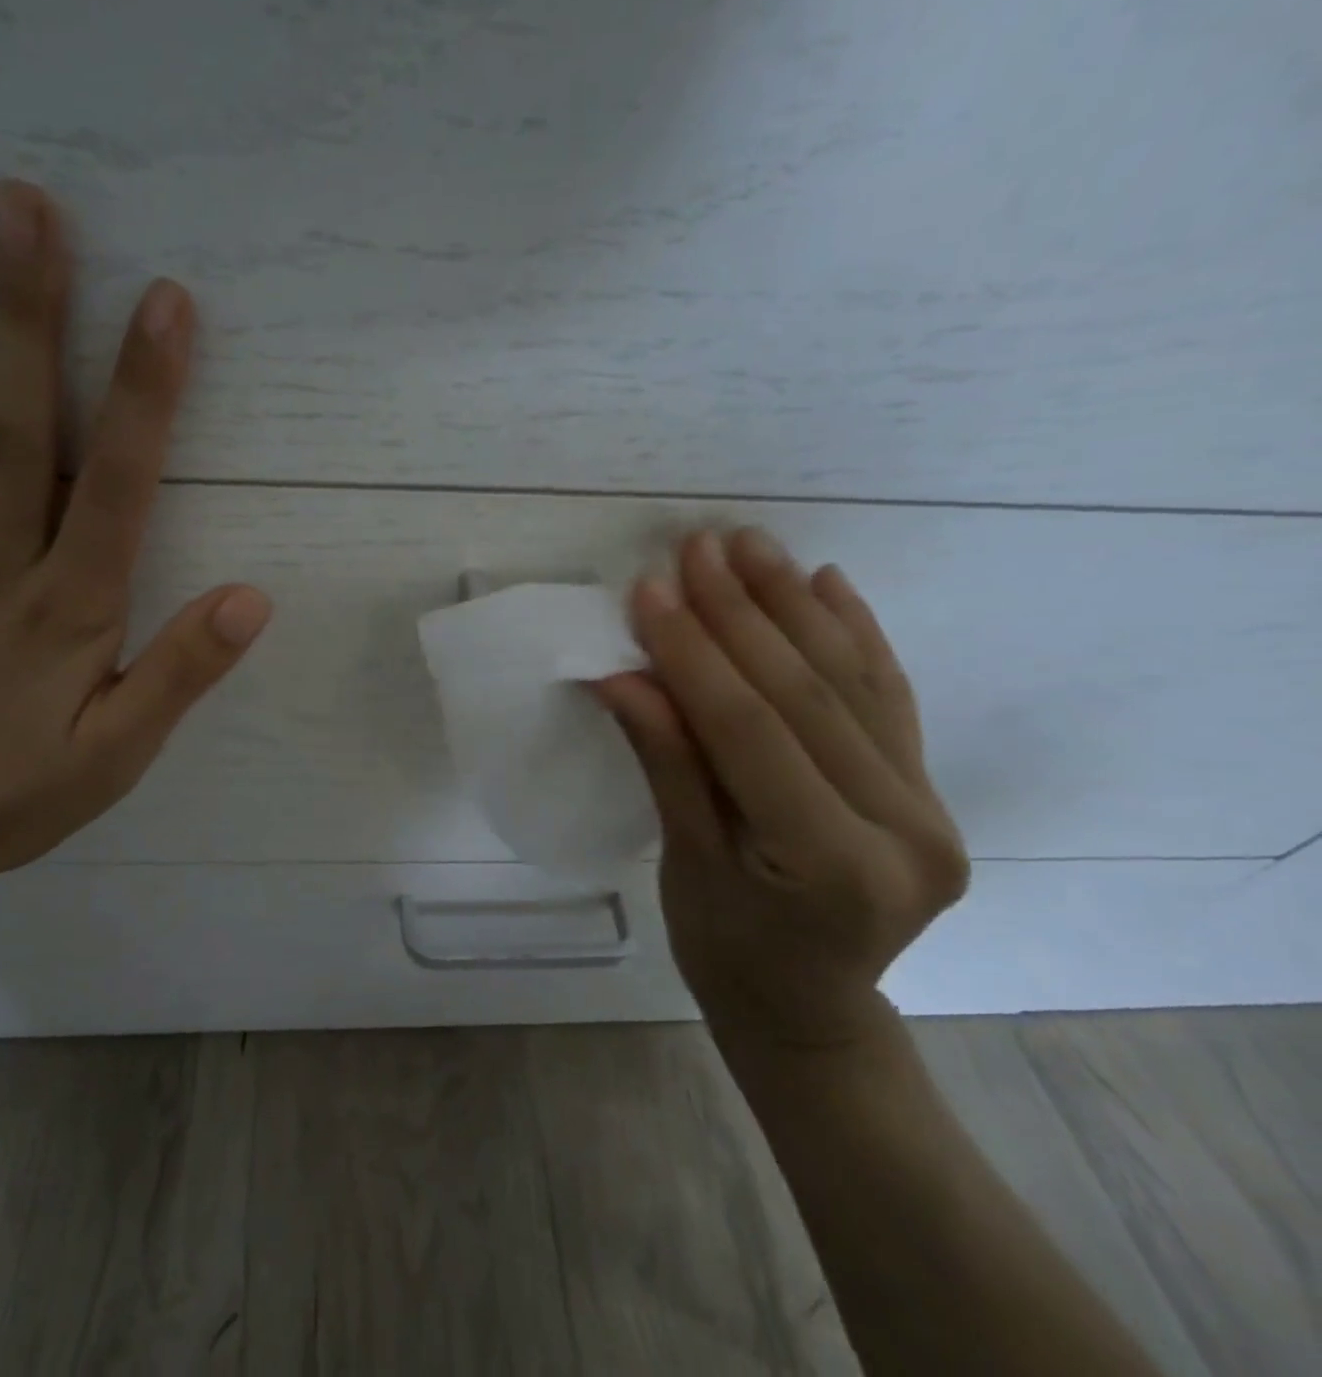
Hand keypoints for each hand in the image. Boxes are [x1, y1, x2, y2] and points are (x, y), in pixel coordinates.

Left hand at [0, 180, 269, 914]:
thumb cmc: (12, 799)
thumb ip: (181, 672)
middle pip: (11, 429)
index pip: (116, 483)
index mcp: (68, 608)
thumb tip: (251, 597)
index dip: (144, 392)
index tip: (166, 302)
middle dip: (23, 315)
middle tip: (22, 205)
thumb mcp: (118, 754)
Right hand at [597, 528, 967, 1047]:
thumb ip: (667, 763)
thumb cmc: (727, 952)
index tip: (649, 592)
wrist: (808, 1009)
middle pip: (807, 697)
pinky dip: (858, 634)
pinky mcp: (928, 792)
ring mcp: (930, 808)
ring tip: (751, 545)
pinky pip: (889, 698)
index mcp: (835, 866)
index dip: (694, 656)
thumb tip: (624, 675)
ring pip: (854, 684)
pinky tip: (829, 583)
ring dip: (795, 606)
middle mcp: (904, 831)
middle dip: (742, 615)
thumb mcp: (684, 865)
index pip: (751, 732)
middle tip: (696, 547)